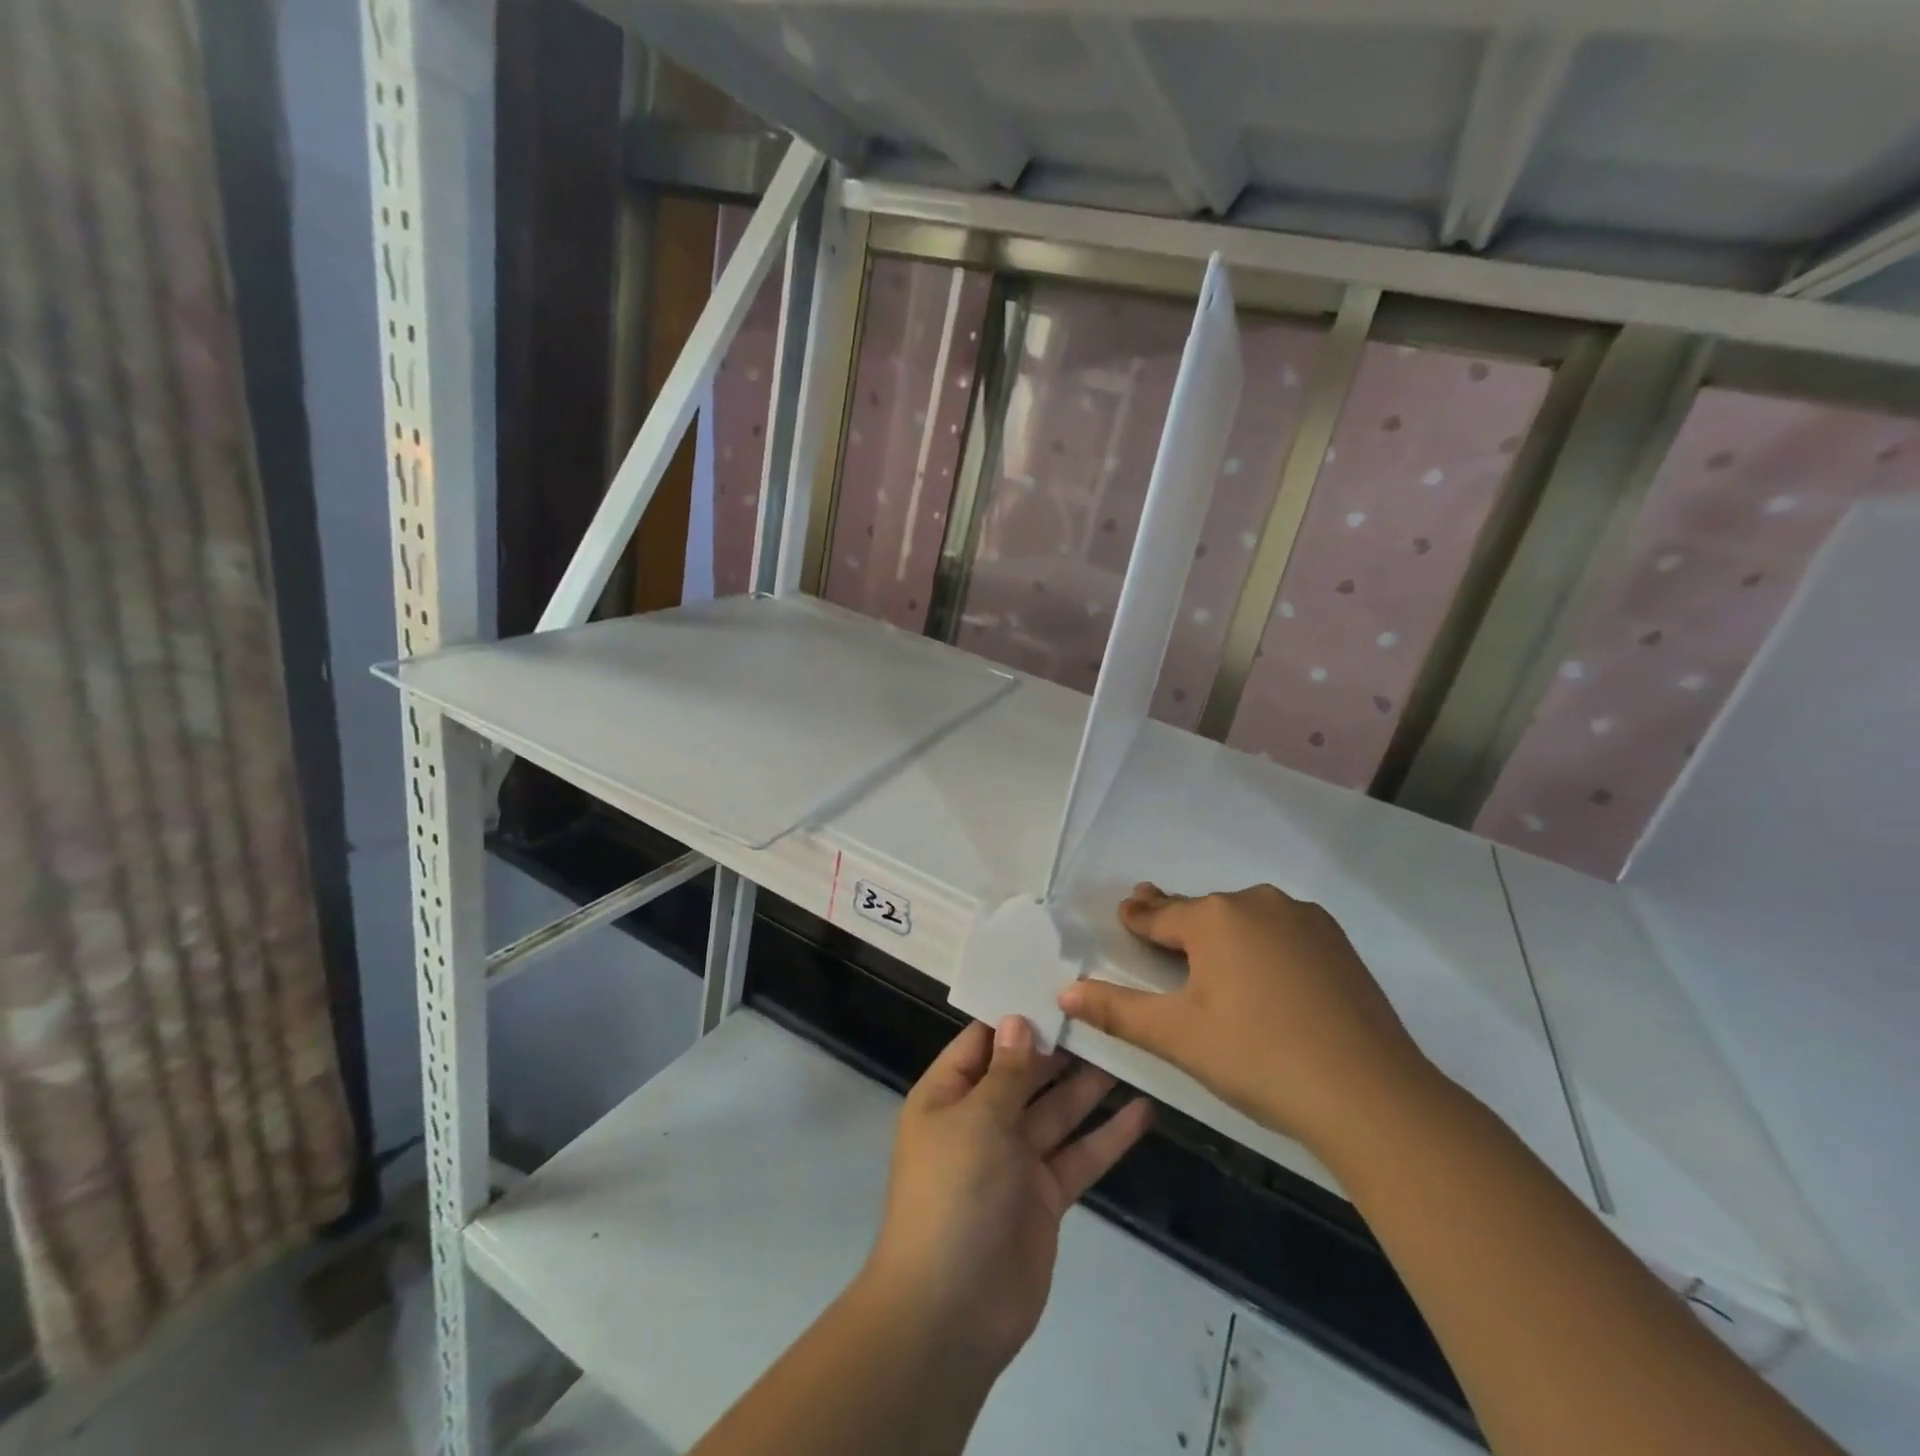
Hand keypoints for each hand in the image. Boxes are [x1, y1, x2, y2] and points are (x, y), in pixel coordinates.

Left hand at [861, 1017, 1152, 1374]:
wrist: (952, 1312)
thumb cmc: (953, 1195)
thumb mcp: (977, 1120)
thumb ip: (1006, 1072)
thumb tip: (1018, 1020)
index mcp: (947, 1096)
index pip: (981, 1042)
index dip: (1015, 1015)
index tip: (1053, 985)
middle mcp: (980, 1121)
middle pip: (1024, 1073)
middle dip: (1059, 1046)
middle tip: (1104, 1011)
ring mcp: (1014, 1160)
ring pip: (1057, 1111)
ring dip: (1088, 1085)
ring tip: (1129, 1048)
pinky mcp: (1045, 1197)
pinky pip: (1079, 1156)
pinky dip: (1108, 1136)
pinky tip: (1143, 1111)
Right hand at [1057, 883, 1436, 1158]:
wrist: (1370, 1095)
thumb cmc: (1258, 1058)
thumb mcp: (1177, 1036)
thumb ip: (1116, 1010)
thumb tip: (1064, 992)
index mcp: (1214, 917)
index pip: (1160, 913)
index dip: (1138, 916)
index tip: (1125, 910)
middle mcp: (1257, 902)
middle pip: (1202, 911)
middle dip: (1176, 919)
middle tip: (1154, 919)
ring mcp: (1303, 919)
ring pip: (1244, 919)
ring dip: (1222, 931)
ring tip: (1209, 955)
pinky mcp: (1336, 942)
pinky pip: (1281, 931)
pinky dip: (1261, 943)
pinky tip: (1264, 971)